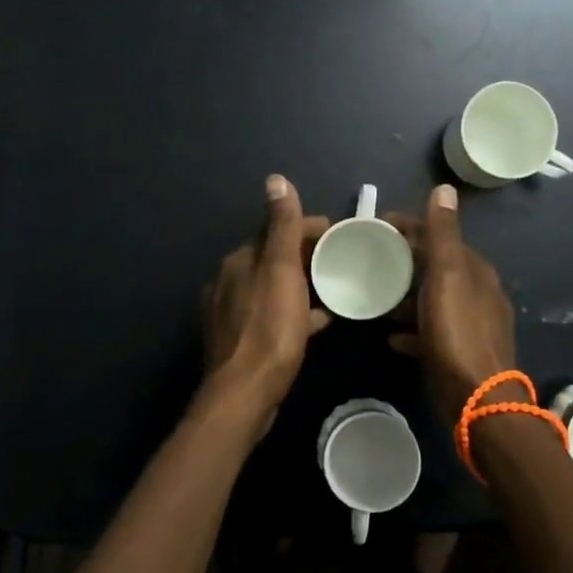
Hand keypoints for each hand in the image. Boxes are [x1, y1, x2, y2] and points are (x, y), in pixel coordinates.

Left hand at [201, 175, 330, 420]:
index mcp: (240, 260)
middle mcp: (230, 280)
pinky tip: (318, 322)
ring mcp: (233, 312)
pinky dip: (296, 311)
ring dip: (302, 284)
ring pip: (275, 287)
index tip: (341, 234)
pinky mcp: (241, 340)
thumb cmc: (269, 328)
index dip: (309, 228)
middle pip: (275, 258)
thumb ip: (281, 226)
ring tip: (335, 289)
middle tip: (342, 262)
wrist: (244, 393)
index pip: (276, 229)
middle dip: (306, 255)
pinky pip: (273, 314)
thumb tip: (275, 179)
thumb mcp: (281, 271)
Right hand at [384, 185, 516, 425]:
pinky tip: (392, 337)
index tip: (376, 227)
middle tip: (370, 263)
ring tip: (377, 300)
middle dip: (405, 262)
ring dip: (407, 297)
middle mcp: (479, 293)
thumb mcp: (446, 277)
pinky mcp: (463, 352)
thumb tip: (444, 188)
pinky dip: (413, 329)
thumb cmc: (458, 332)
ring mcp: (473, 324)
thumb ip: (443, 234)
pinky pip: (433, 331)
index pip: (440, 236)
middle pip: (436, 268)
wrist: (478, 399)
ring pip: (434, 300)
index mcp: (475, 270)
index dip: (409, 228)